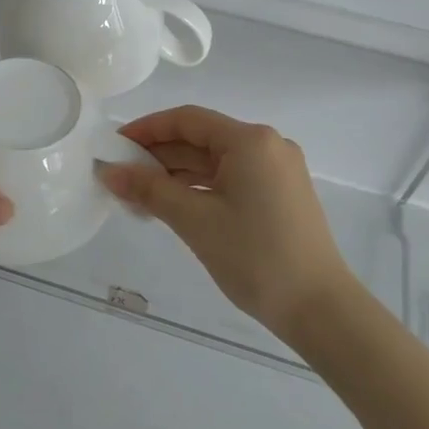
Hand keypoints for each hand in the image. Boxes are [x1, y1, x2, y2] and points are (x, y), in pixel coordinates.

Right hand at [99, 106, 352, 338]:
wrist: (319, 309)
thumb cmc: (255, 257)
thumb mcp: (195, 220)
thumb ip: (149, 190)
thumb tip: (108, 171)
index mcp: (250, 140)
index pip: (188, 120)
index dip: (147, 129)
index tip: (114, 146)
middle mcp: (267, 145)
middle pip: (202, 139)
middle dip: (159, 156)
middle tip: (120, 176)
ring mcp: (278, 171)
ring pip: (216, 162)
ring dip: (177, 175)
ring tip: (138, 197)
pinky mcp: (281, 194)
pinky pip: (232, 179)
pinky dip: (201, 188)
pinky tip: (173, 206)